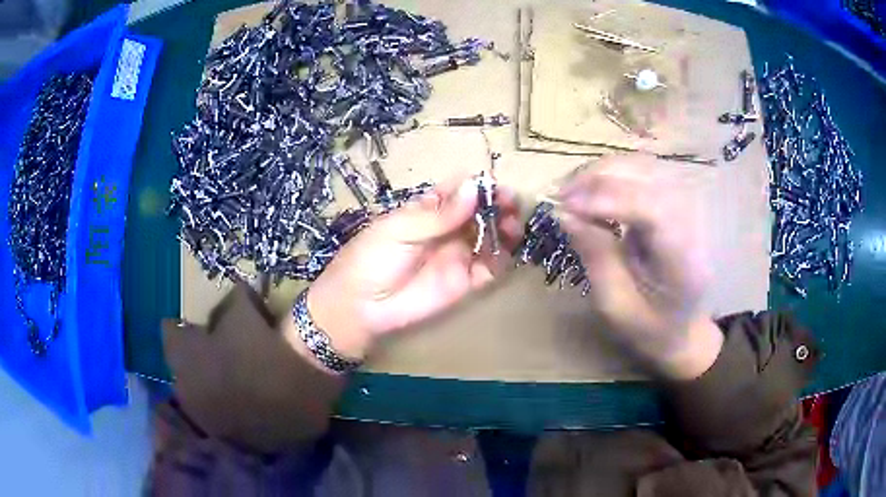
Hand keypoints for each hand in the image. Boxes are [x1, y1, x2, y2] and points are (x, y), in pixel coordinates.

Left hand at [304, 176, 521, 360]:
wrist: (361, 306)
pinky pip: (492, 267)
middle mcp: (449, 229)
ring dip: (506, 228)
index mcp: (429, 210)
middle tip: (510, 204)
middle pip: (481, 212)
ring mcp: (459, 255)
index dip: (478, 185)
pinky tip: (508, 249)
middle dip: (498, 204)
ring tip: (512, 225)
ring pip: (491, 237)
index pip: (460, 191)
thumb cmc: (372, 258)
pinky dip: (504, 257)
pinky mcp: (466, 282)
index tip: (493, 184)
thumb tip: (474, 188)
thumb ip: (439, 214)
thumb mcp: (400, 229)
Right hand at [558, 156, 722, 379]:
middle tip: (561, 195)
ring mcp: (688, 207)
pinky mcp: (676, 201)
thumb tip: (565, 214)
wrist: (682, 328)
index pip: (654, 211)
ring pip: (646, 167)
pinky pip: (644, 172)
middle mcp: (693, 224)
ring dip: (604, 171)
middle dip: (601, 179)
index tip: (566, 206)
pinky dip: (613, 173)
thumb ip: (596, 257)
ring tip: (571, 190)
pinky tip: (592, 187)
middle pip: (651, 178)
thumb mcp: (616, 305)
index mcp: (685, 261)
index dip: (609, 200)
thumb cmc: (649, 327)